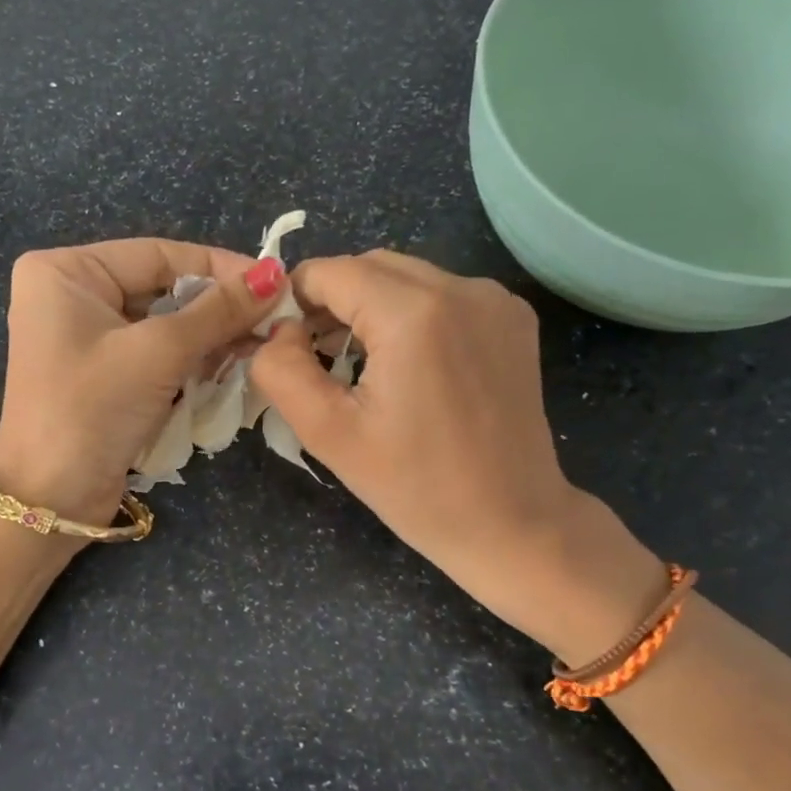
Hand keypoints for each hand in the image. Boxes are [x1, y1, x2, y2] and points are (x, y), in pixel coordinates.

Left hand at [0, 240, 288, 525]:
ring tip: (258, 347)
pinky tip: (229, 368)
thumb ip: (218, 311)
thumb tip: (275, 274)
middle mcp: (71, 295)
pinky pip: (154, 353)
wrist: (50, 501)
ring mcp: (85, 337)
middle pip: (163, 287)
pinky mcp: (101, 373)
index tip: (275, 282)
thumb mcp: (158, 352)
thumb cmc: (92, 410)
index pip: (158, 253)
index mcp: (67, 271)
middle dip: (217, 308)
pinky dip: (190, 360)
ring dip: (209, 337)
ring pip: (164, 323)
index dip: (220, 267)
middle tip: (273, 320)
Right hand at [249, 251, 663, 657]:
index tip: (283, 345)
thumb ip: (281, 370)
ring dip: (370, 306)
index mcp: (414, 313)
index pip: (329, 272)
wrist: (512, 524)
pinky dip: (411, 314)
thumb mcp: (328, 433)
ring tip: (357, 361)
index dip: (293, 301)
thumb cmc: (416, 487)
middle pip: (369, 266)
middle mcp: (461, 287)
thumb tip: (276, 330)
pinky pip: (442, 294)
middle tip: (314, 354)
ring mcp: (495, 300)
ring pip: (406, 277)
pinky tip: (407, 363)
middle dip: (331, 300)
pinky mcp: (513, 318)